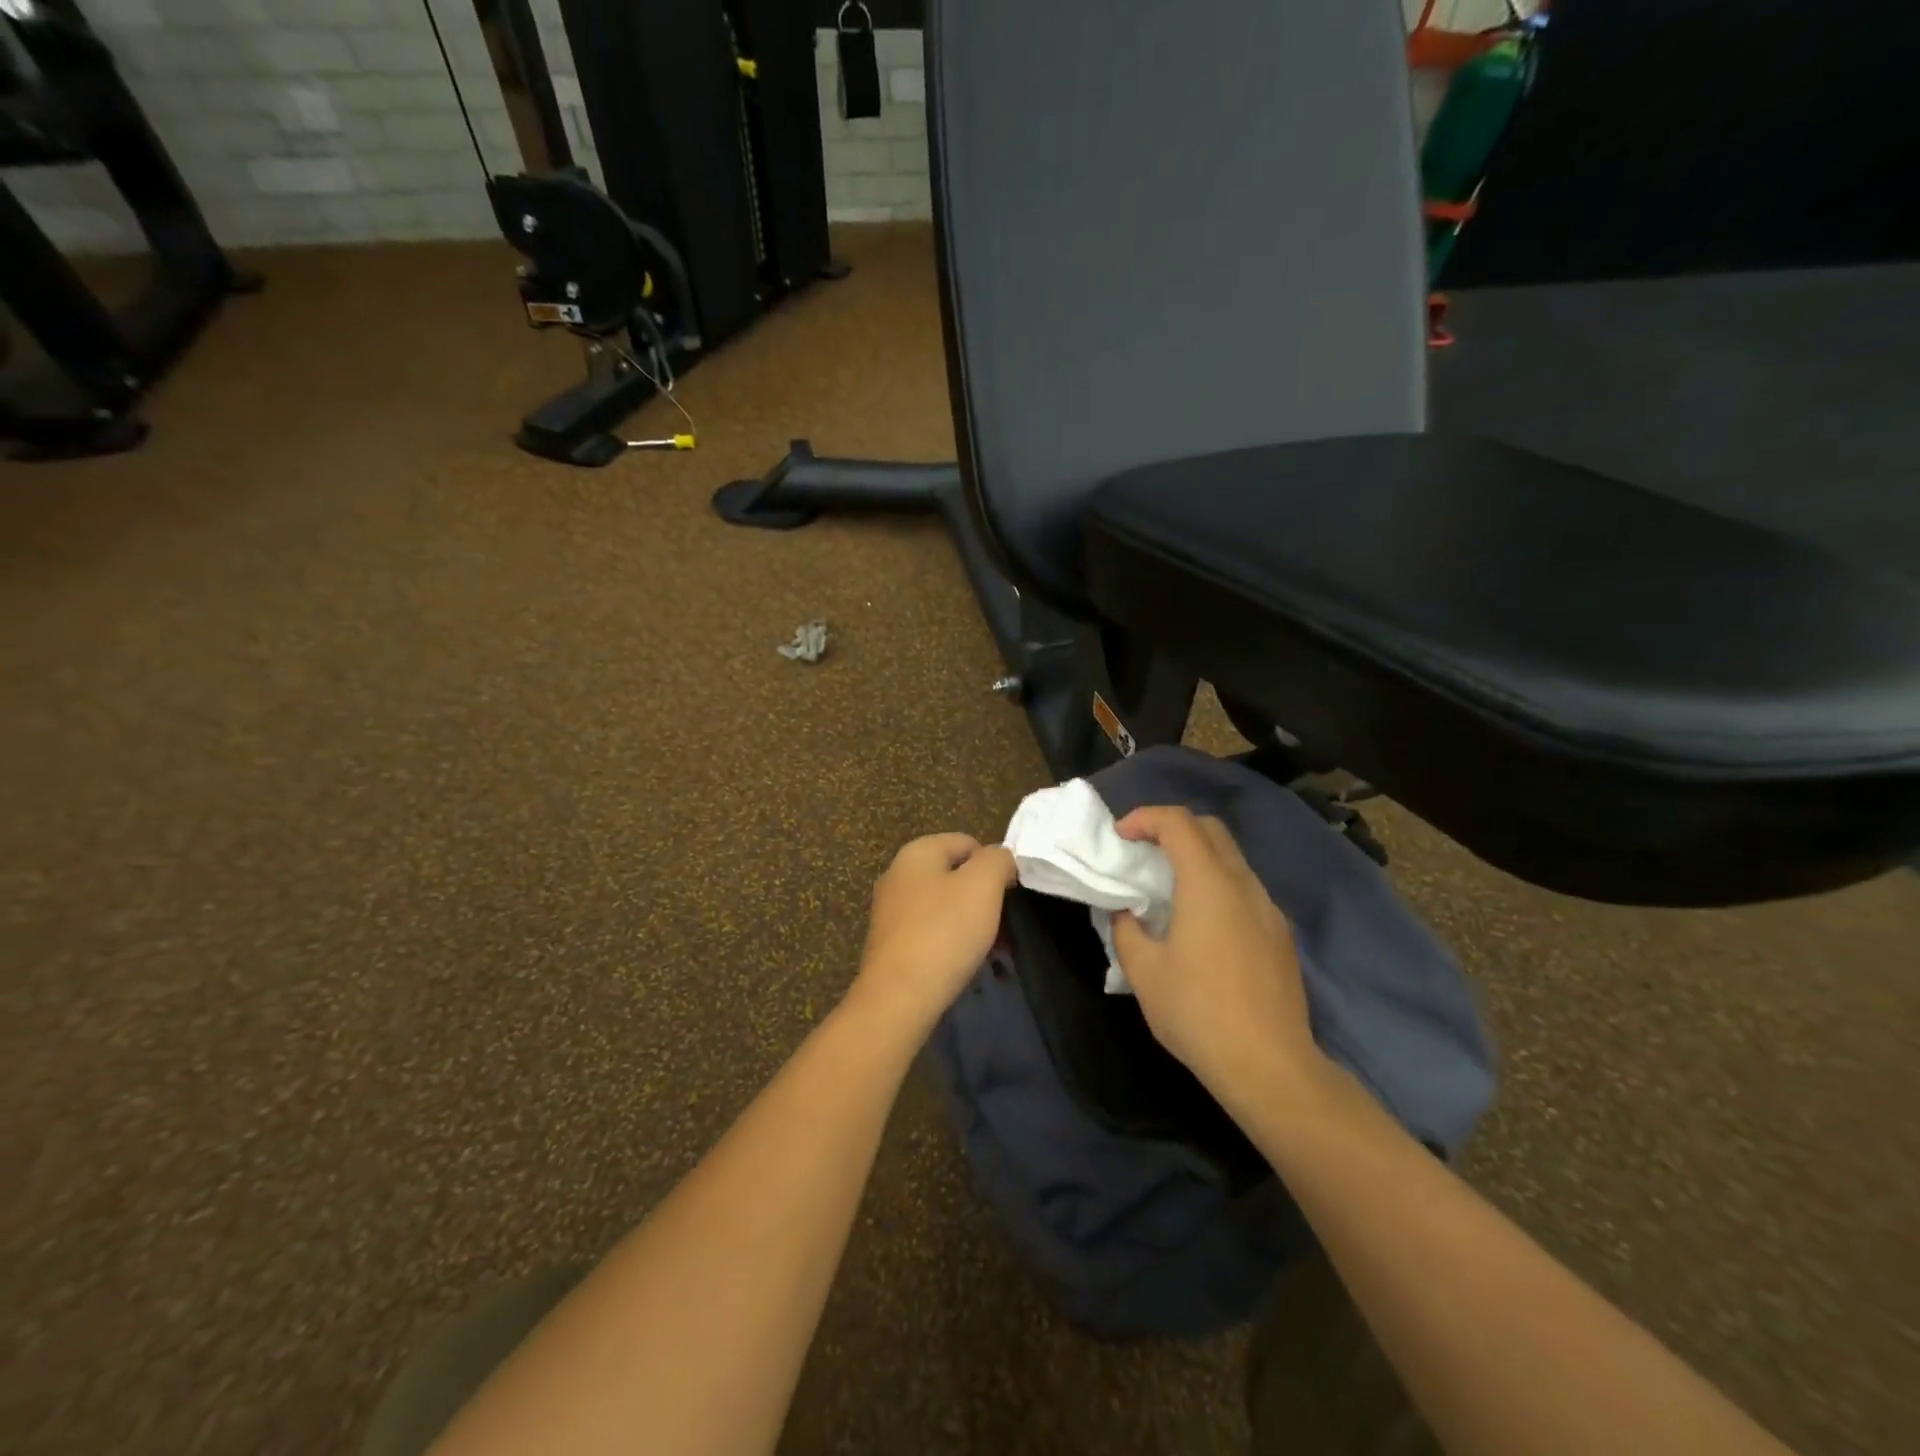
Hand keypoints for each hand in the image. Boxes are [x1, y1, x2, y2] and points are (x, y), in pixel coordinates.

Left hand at [850, 833, 1016, 1033]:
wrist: (899, 998)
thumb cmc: (944, 931)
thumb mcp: (983, 884)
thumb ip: (997, 859)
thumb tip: (1000, 857)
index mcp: (916, 852)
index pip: (966, 842)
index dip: (994, 864)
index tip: (1010, 893)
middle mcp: (898, 875)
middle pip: (955, 875)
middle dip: (984, 896)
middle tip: (1005, 924)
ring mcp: (891, 911)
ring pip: (945, 906)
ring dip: (972, 922)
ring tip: (993, 948)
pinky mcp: (891, 944)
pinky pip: (932, 932)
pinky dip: (953, 942)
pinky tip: (967, 962)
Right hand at [1110, 806, 1330, 1114]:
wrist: (1270, 1066)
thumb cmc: (1198, 1013)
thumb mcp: (1144, 972)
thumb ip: (1126, 930)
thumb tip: (1125, 911)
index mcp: (1208, 884)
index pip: (1178, 823)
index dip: (1145, 817)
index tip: (1120, 837)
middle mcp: (1243, 885)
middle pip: (1210, 829)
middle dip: (1172, 828)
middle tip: (1142, 852)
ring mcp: (1268, 909)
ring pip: (1231, 858)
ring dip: (1197, 857)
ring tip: (1167, 887)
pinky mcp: (1280, 934)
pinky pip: (1244, 889)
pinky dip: (1216, 883)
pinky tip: (1200, 923)